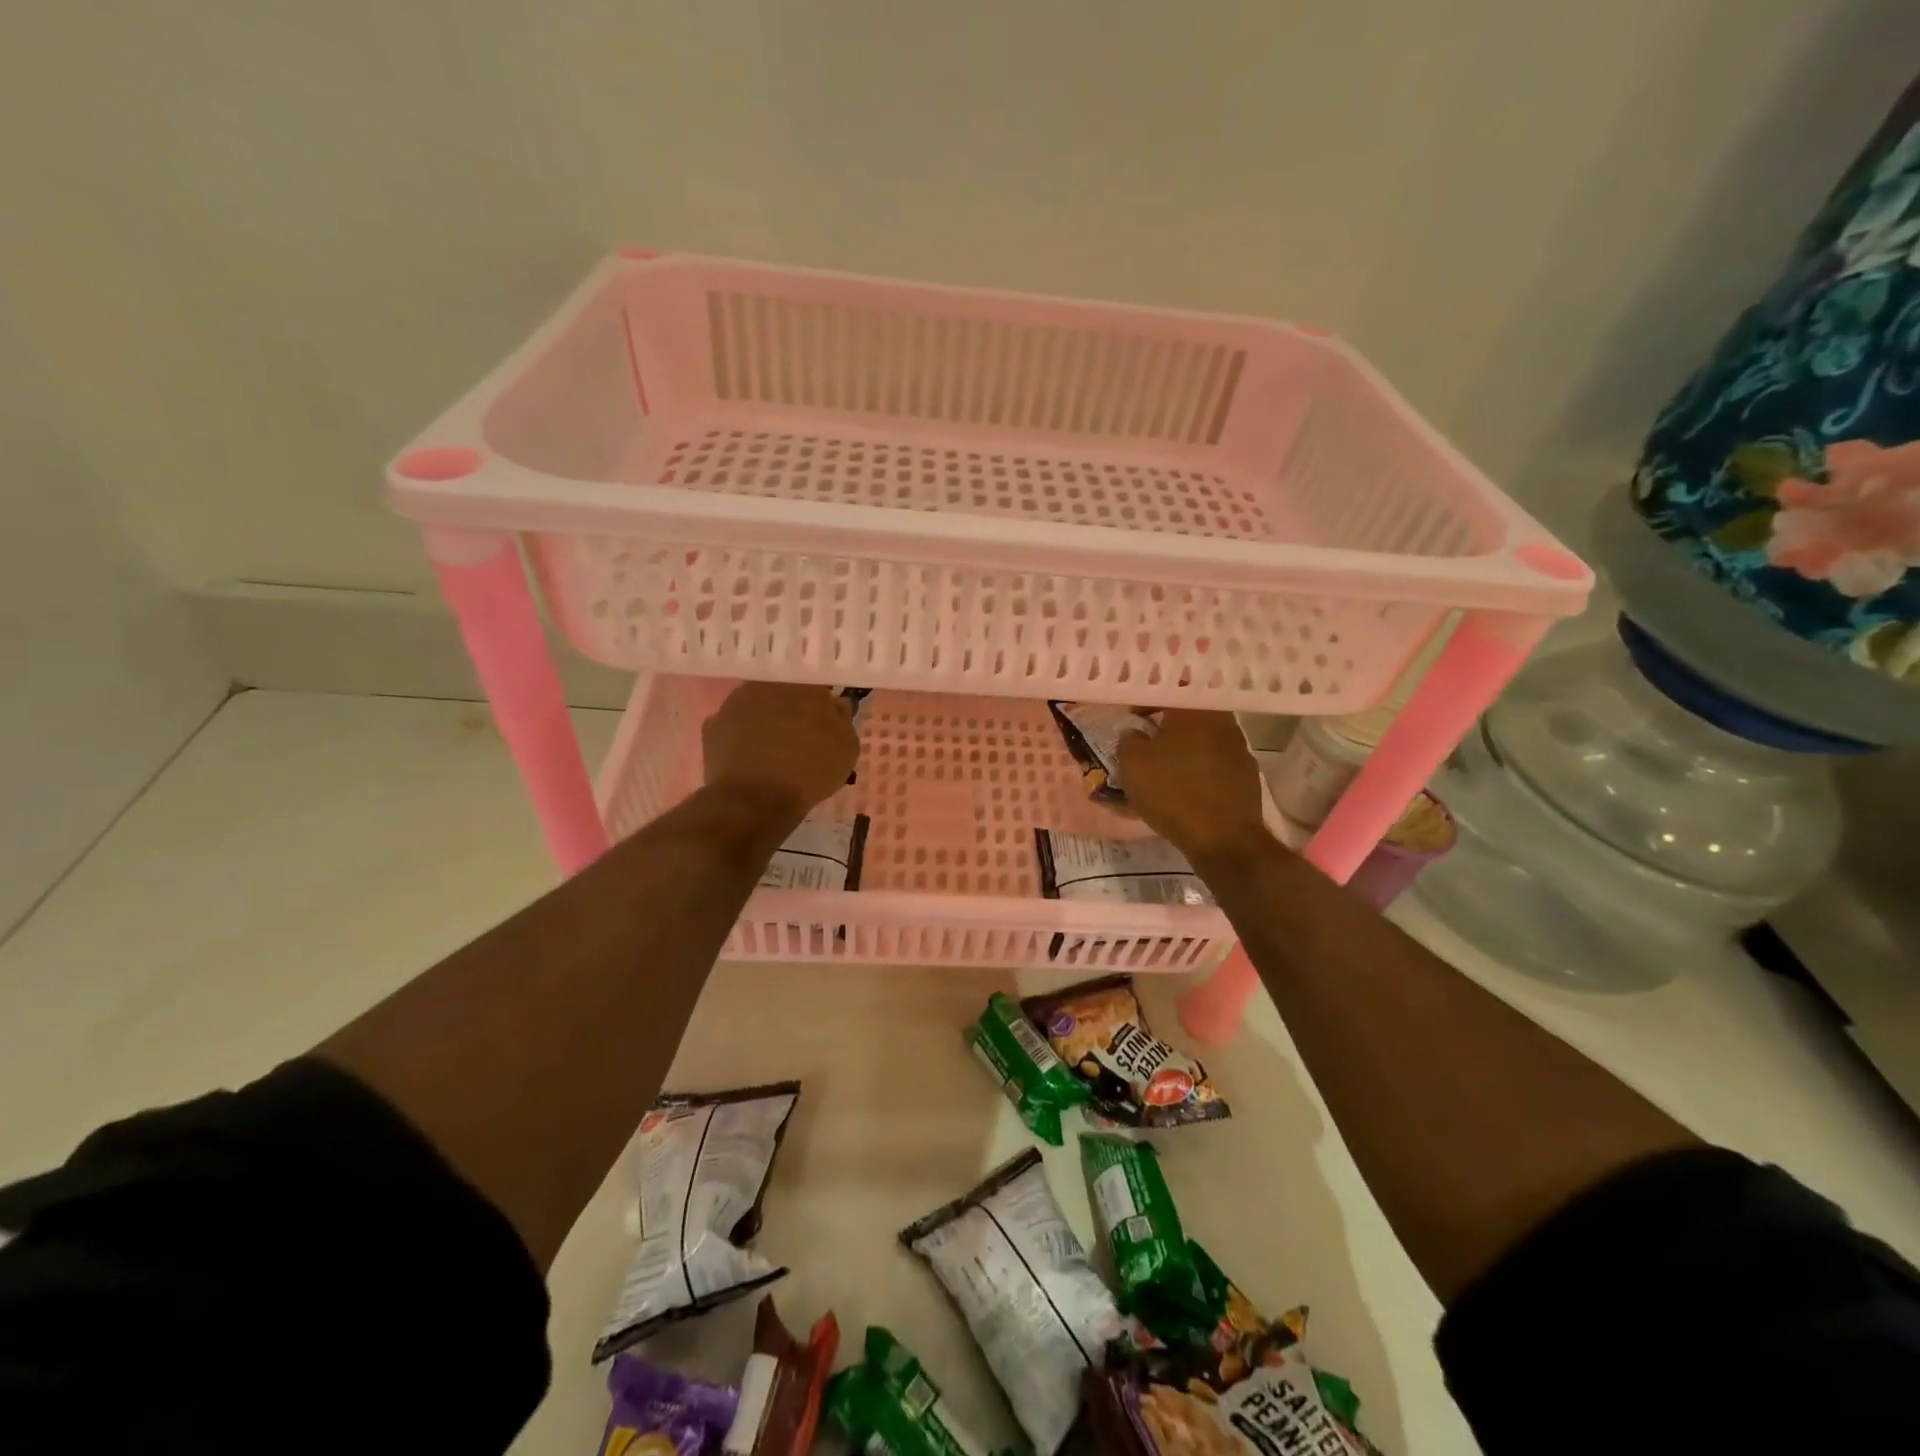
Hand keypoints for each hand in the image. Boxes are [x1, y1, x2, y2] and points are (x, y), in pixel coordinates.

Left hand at [702, 682, 859, 825]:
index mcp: (803, 686)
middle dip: (790, 709)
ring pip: (755, 706)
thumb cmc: (809, 773)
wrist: (756, 801)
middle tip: (798, 736)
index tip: (823, 722)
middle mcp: (767, 685)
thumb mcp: (846, 749)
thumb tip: (835, 704)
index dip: (820, 704)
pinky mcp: (712, 726)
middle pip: (782, 692)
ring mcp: (735, 703)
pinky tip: (748, 758)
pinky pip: (733, 727)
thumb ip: (842, 720)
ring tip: (771, 750)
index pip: (815, 686)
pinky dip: (740, 738)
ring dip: (764, 720)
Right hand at [1118, 710, 1271, 866]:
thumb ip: (1129, 739)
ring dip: (1185, 748)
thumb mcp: (1132, 763)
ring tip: (1165, 768)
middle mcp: (1222, 721)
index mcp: (1193, 711)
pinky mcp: (1247, 775)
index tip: (1132, 717)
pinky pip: (1216, 763)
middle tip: (1148, 740)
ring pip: (1204, 739)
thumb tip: (1135, 733)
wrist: (1223, 837)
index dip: (1147, 702)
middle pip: (1190, 715)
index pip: (1169, 691)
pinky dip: (1200, 769)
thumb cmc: (1172, 792)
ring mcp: (1239, 748)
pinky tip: (1187, 788)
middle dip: (1167, 725)